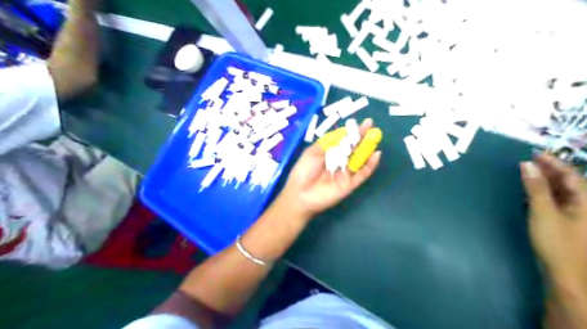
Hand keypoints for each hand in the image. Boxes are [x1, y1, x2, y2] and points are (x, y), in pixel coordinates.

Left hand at [278, 119, 382, 220]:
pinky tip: (376, 155)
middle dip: (363, 137)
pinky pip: (362, 174)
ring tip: (375, 136)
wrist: (300, 193)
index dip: (352, 132)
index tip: (361, 123)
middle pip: (354, 149)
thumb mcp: (313, 152)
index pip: (344, 141)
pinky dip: (370, 165)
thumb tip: (343, 132)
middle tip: (372, 127)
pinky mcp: (350, 184)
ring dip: (368, 149)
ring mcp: (345, 173)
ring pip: (360, 160)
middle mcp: (339, 162)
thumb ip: (329, 143)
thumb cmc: (304, 170)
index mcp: (329, 154)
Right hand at [519, 153, 586, 280]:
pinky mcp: (569, 224)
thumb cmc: (557, 242)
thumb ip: (535, 188)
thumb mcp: (543, 212)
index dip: (553, 162)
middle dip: (549, 170)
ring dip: (546, 181)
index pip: (571, 174)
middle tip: (528, 162)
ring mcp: (578, 215)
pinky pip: (558, 201)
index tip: (533, 153)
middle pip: (569, 182)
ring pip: (563, 192)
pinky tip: (533, 193)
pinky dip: (545, 194)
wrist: (568, 276)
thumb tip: (527, 165)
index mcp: (586, 201)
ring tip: (528, 173)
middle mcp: (585, 205)